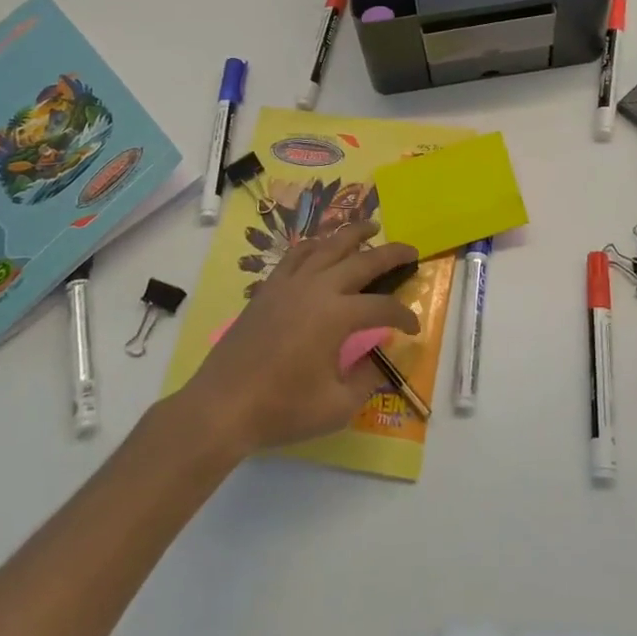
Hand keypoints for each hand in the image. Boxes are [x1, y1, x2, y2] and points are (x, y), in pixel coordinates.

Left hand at [177, 221, 420, 455]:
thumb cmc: (281, 409)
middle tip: (411, 250)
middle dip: (392, 253)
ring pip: (329, 245)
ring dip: (354, 233)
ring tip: (372, 226)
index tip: (414, 328)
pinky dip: (316, 243)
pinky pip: (297, 253)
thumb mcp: (335, 407)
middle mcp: (318, 288)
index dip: (404, 316)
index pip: (383, 307)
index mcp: (337, 315)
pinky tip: (323, 245)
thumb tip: (378, 360)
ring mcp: (290, 282)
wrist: (222, 406)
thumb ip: (366, 381)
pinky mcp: (270, 286)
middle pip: (363, 260)